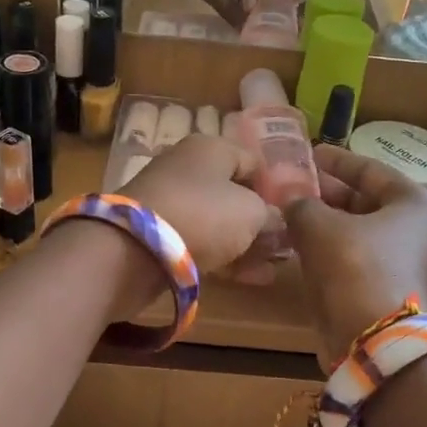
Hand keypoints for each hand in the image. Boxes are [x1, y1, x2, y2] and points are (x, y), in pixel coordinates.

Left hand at [114, 134, 272, 309]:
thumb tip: (277, 221)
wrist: (132, 249)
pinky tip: (252, 278)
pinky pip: (200, 242)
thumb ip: (271, 215)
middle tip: (286, 245)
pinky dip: (224, 258)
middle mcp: (188, 168)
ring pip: (217, 221)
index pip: (254, 162)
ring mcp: (170, 201)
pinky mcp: (157, 235)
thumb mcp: (252, 213)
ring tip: (274, 267)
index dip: (277, 187)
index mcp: (211, 148)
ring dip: (246, 243)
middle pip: (234, 193)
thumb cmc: (202, 215)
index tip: (295, 214)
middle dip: (261, 220)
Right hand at [283, 145, 426, 363]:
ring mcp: (413, 266)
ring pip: (363, 234)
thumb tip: (289, 198)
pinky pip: (363, 260)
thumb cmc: (356, 267)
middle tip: (295, 187)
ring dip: (329, 224)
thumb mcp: (319, 225)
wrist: (376, 341)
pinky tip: (305, 247)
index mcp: (419, 204)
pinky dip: (336, 251)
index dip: (336, 161)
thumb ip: (301, 204)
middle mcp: (425, 232)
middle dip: (329, 194)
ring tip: (293, 215)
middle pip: (369, 203)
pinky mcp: (397, 294)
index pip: (372, 171)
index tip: (309, 154)